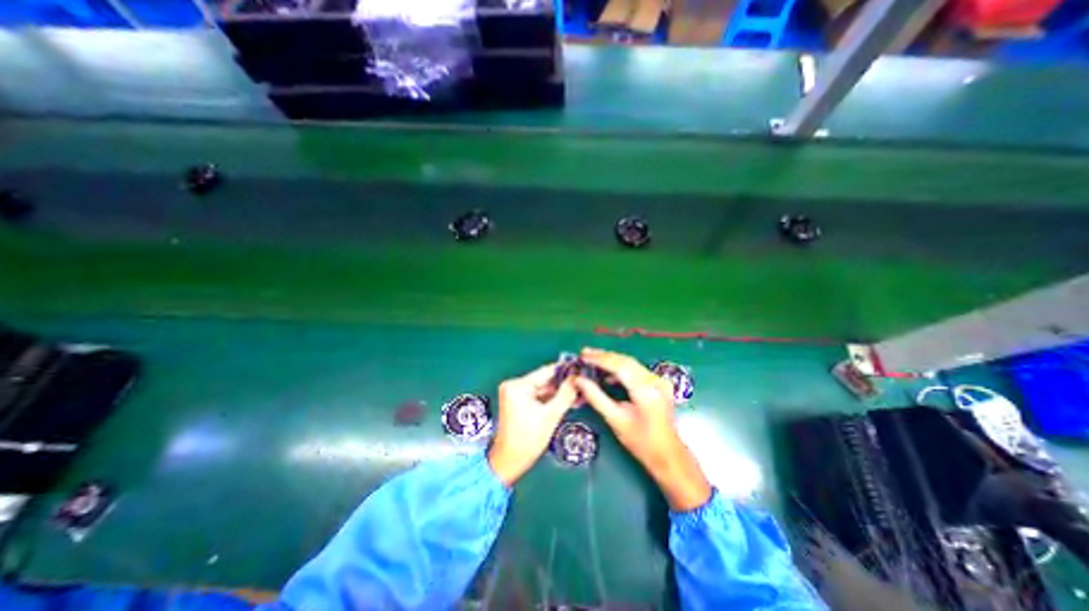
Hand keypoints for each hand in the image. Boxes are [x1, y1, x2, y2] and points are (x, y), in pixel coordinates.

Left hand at [491, 362, 583, 485]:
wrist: (508, 462)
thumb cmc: (527, 441)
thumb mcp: (550, 416)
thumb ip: (565, 395)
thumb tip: (577, 378)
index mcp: (517, 386)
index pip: (545, 371)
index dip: (565, 370)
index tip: (581, 369)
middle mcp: (513, 385)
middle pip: (544, 380)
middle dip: (563, 384)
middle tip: (582, 384)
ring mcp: (514, 393)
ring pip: (542, 388)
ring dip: (558, 392)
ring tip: (578, 394)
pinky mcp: (517, 401)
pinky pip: (537, 395)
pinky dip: (550, 399)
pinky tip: (566, 400)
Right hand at [574, 349, 711, 509]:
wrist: (668, 455)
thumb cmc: (640, 442)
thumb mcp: (615, 419)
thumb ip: (596, 397)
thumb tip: (578, 380)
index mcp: (645, 390)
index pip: (619, 366)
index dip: (599, 359)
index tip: (582, 356)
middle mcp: (654, 380)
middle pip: (625, 360)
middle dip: (604, 356)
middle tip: (584, 353)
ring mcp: (659, 380)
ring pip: (631, 363)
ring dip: (611, 360)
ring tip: (592, 359)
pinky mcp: (659, 383)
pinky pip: (636, 369)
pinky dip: (621, 368)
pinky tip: (608, 374)